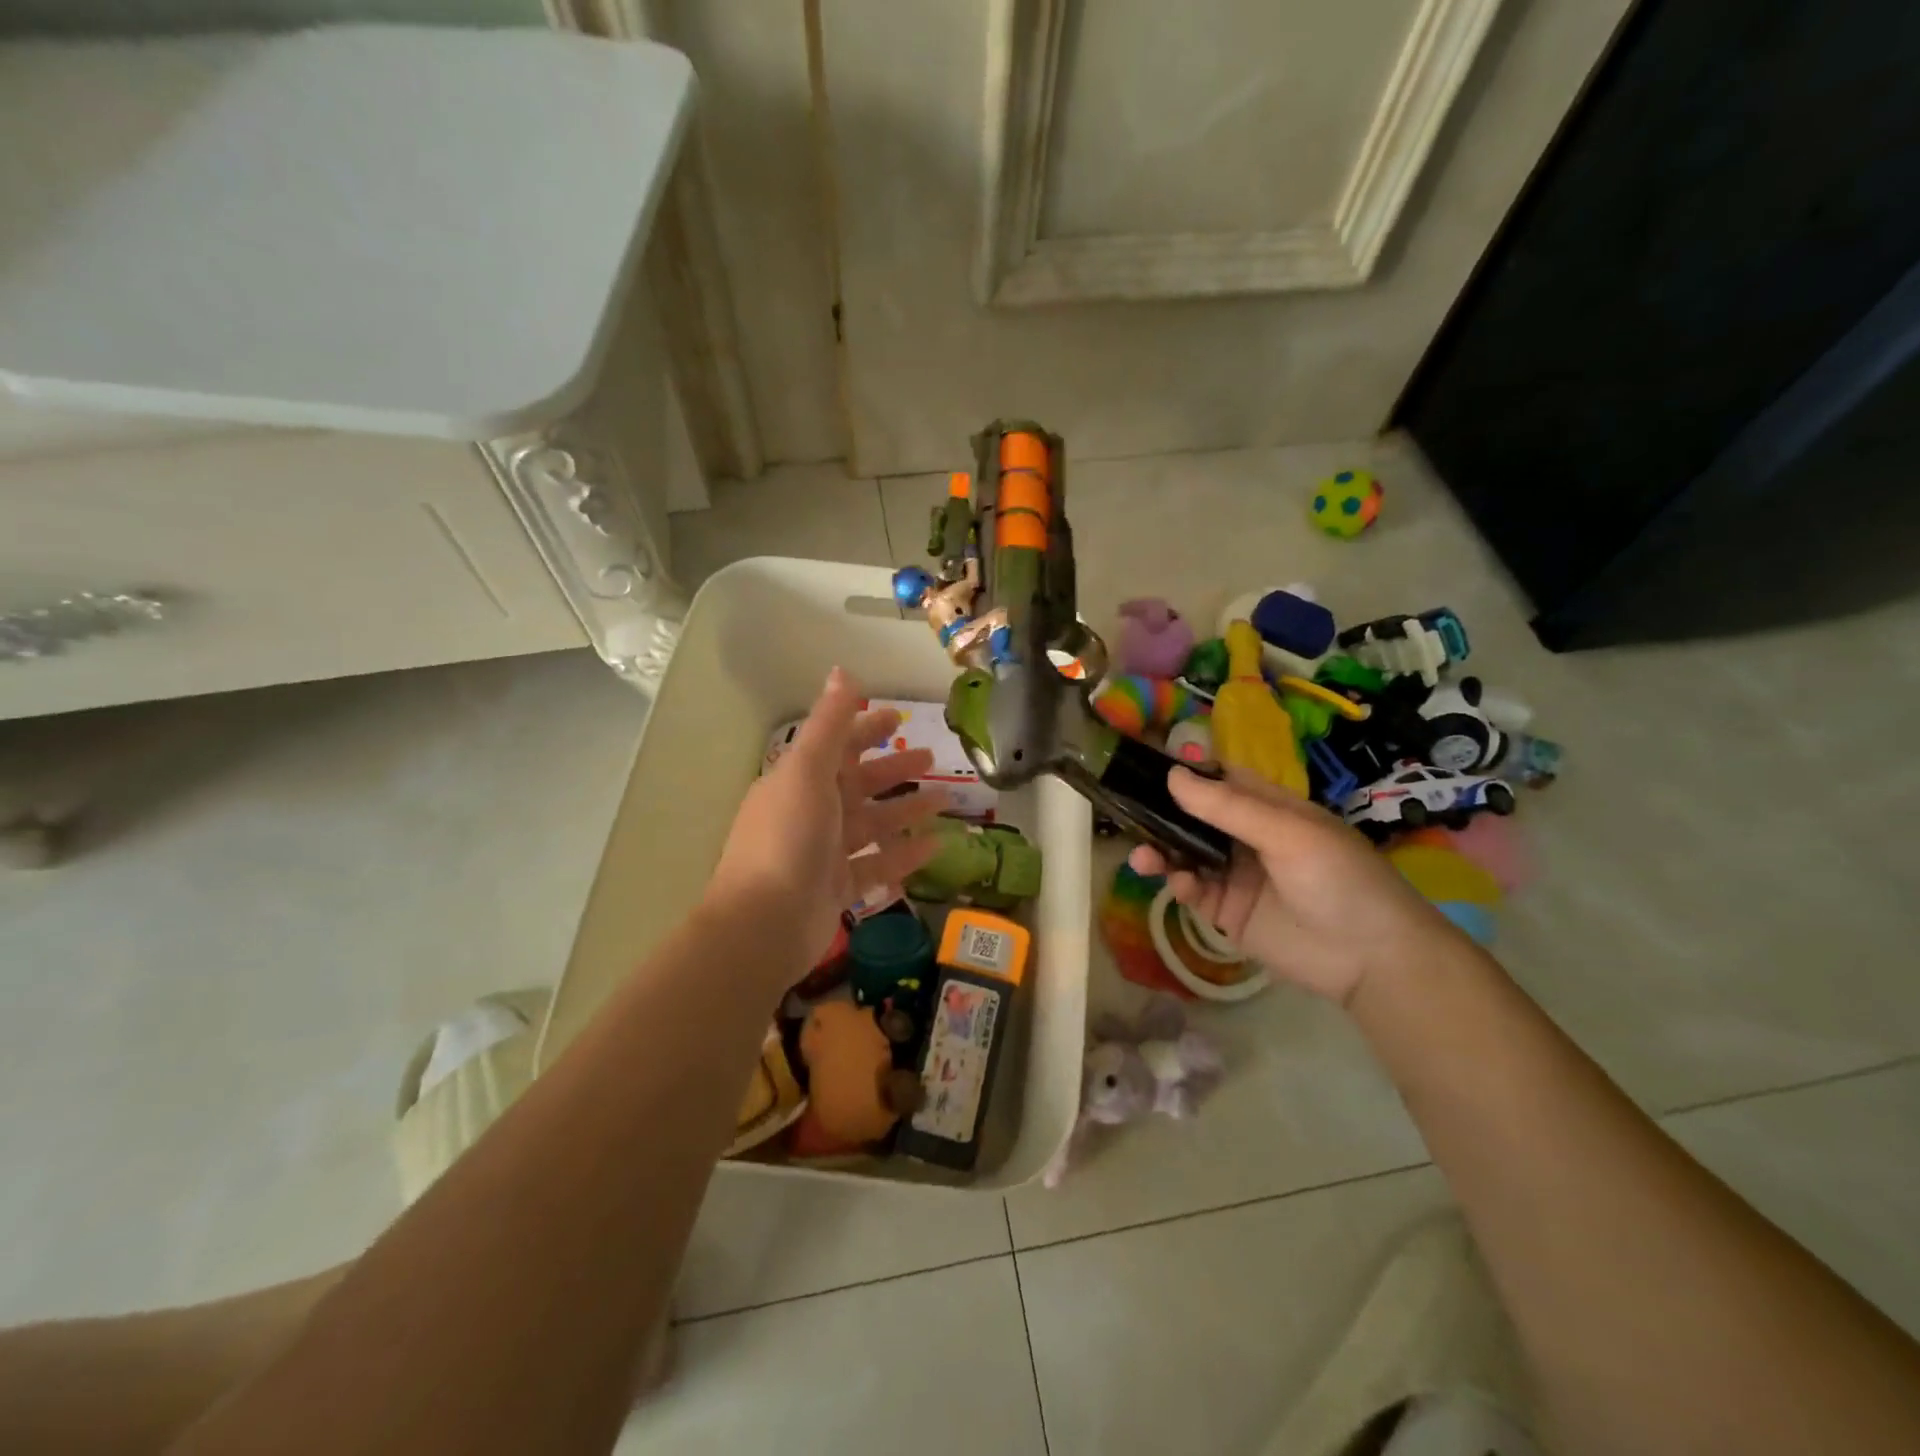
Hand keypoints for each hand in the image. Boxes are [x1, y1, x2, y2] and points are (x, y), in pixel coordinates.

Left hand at [705, 668, 944, 984]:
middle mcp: (811, 811)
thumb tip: (841, 671)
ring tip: (945, 801)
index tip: (898, 719)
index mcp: (800, 780)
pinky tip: (935, 846)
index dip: (866, 729)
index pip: (837, 745)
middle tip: (931, 759)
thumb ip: (829, 724)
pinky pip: (876, 865)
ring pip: (872, 823)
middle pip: (859, 783)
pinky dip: (903, 854)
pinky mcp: (837, 888)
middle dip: (893, 770)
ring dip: (905, 810)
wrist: (764, 924)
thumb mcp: (808, 771)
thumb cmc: (788, 838)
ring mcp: (824, 852)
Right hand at [1128, 767, 1461, 1005]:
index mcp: (1269, 809)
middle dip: (1163, 816)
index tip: (1144, 769)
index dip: (1186, 775)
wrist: (1372, 959)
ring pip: (1186, 855)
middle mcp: (1248, 837)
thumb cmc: (1340, 880)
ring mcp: (1236, 876)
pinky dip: (1179, 884)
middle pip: (1194, 818)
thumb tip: (1172, 775)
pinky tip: (1177, 884)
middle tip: (1128, 814)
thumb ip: (1228, 808)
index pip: (1220, 781)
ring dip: (1162, 852)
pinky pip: (1194, 891)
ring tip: (1144, 858)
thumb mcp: (1288, 834)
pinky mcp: (1228, 912)